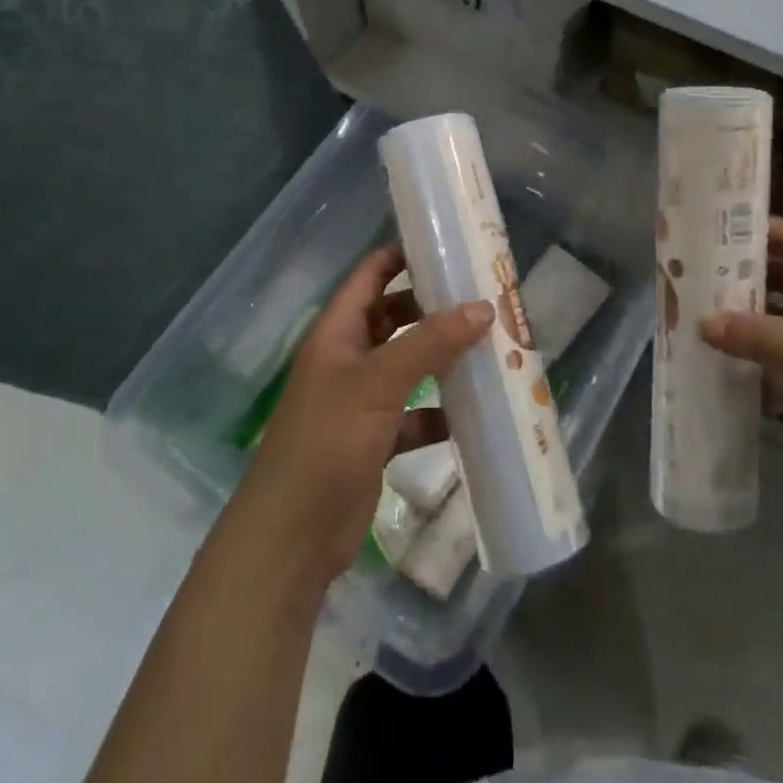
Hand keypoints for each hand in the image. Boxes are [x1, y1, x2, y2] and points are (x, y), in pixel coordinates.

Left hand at [234, 245, 491, 589]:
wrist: (291, 538)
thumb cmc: (327, 442)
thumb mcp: (378, 383)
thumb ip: (429, 343)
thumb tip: (483, 307)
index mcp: (337, 333)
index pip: (370, 276)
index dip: (402, 255)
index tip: (448, 245)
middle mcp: (347, 359)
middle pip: (394, 317)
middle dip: (434, 307)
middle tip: (483, 298)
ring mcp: (360, 402)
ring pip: (408, 366)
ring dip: (442, 359)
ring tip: (491, 347)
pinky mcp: (374, 441)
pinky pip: (414, 415)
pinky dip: (440, 413)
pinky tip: (474, 415)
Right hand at [702, 217, 782, 532]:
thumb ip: (768, 338)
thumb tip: (703, 322)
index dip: (754, 232)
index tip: (703, 231)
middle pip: (779, 283)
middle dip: (736, 282)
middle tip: (684, 280)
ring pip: (774, 328)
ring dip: (738, 328)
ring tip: (686, 322)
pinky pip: (776, 371)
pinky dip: (750, 373)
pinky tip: (713, 374)